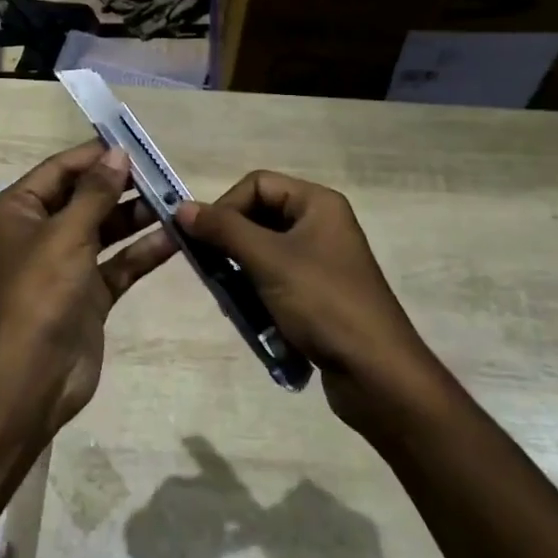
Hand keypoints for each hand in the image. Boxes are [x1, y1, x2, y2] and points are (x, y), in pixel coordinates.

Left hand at [0, 142, 177, 432]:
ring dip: (137, 217)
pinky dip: (142, 252)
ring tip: (176, 201)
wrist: (33, 375)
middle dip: (122, 187)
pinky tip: (176, 239)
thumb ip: (96, 192)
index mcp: (15, 211)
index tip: (135, 145)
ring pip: (104, 231)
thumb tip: (118, 154)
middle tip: (163, 174)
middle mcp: (37, 233)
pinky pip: (118, 264)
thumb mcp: (67, 233)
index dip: (95, 157)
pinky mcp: (87, 294)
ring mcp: (63, 265)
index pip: (59, 170)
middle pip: (84, 198)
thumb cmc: (40, 291)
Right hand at [178, 171, 451, 439]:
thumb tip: (182, 207)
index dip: (226, 207)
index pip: (256, 184)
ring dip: (239, 273)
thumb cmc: (323, 304)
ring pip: (261, 253)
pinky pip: (273, 281)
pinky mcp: (316, 294)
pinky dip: (255, 294)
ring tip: (232, 301)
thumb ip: (224, 230)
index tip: (204, 240)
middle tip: (211, 272)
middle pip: (257, 217)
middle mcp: (320, 225)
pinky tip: (250, 318)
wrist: (375, 372)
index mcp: (318, 204)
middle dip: (230, 244)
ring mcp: (319, 262)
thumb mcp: (269, 261)